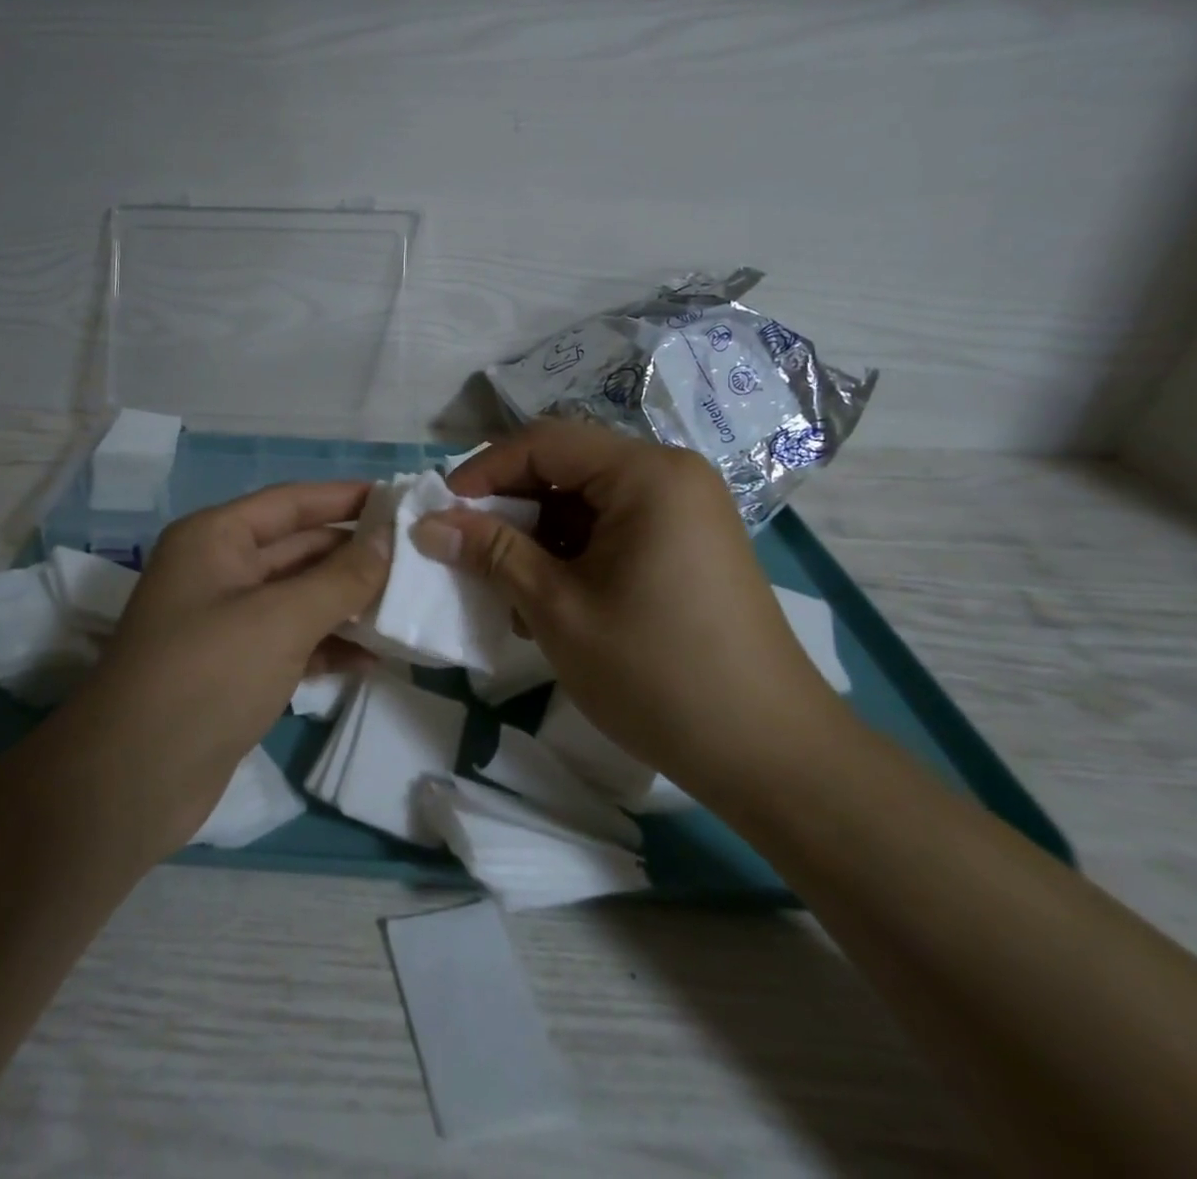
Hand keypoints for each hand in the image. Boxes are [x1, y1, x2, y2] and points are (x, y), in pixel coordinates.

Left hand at [50, 481, 389, 856]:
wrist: (134, 781)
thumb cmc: (207, 676)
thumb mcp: (281, 619)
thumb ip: (341, 578)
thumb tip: (389, 540)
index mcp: (216, 538)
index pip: (292, 502)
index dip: (346, 498)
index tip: (402, 499)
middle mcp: (219, 570)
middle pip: (299, 549)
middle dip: (356, 556)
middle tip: (420, 560)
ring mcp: (227, 622)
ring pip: (300, 598)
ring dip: (349, 604)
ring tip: (409, 609)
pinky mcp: (236, 668)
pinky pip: (293, 641)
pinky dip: (329, 645)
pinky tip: (374, 659)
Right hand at [416, 418, 845, 804]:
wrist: (769, 753)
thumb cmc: (655, 671)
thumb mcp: (557, 608)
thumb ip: (491, 554)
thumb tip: (428, 524)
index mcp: (647, 474)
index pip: (544, 442)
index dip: (483, 471)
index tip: (440, 513)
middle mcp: (671, 477)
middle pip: (566, 467)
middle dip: (510, 507)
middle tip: (467, 552)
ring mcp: (686, 513)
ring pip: (585, 502)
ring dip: (537, 537)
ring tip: (508, 591)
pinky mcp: (688, 547)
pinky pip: (613, 530)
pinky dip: (572, 555)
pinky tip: (551, 603)